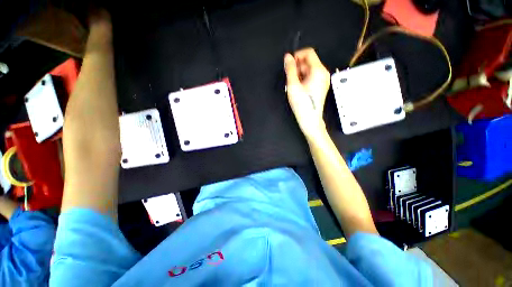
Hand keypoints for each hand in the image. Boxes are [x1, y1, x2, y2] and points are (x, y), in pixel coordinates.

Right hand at [284, 48, 330, 138]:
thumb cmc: (302, 104)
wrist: (310, 119)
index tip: (289, 65)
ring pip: (308, 70)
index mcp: (318, 70)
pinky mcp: (320, 86)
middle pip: (308, 62)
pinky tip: (298, 89)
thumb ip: (290, 69)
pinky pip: (310, 77)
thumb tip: (287, 57)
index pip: (309, 52)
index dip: (297, 56)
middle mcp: (323, 73)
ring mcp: (322, 80)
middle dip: (297, 68)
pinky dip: (303, 80)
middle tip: (290, 80)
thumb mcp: (293, 85)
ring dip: (299, 75)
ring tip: (294, 86)